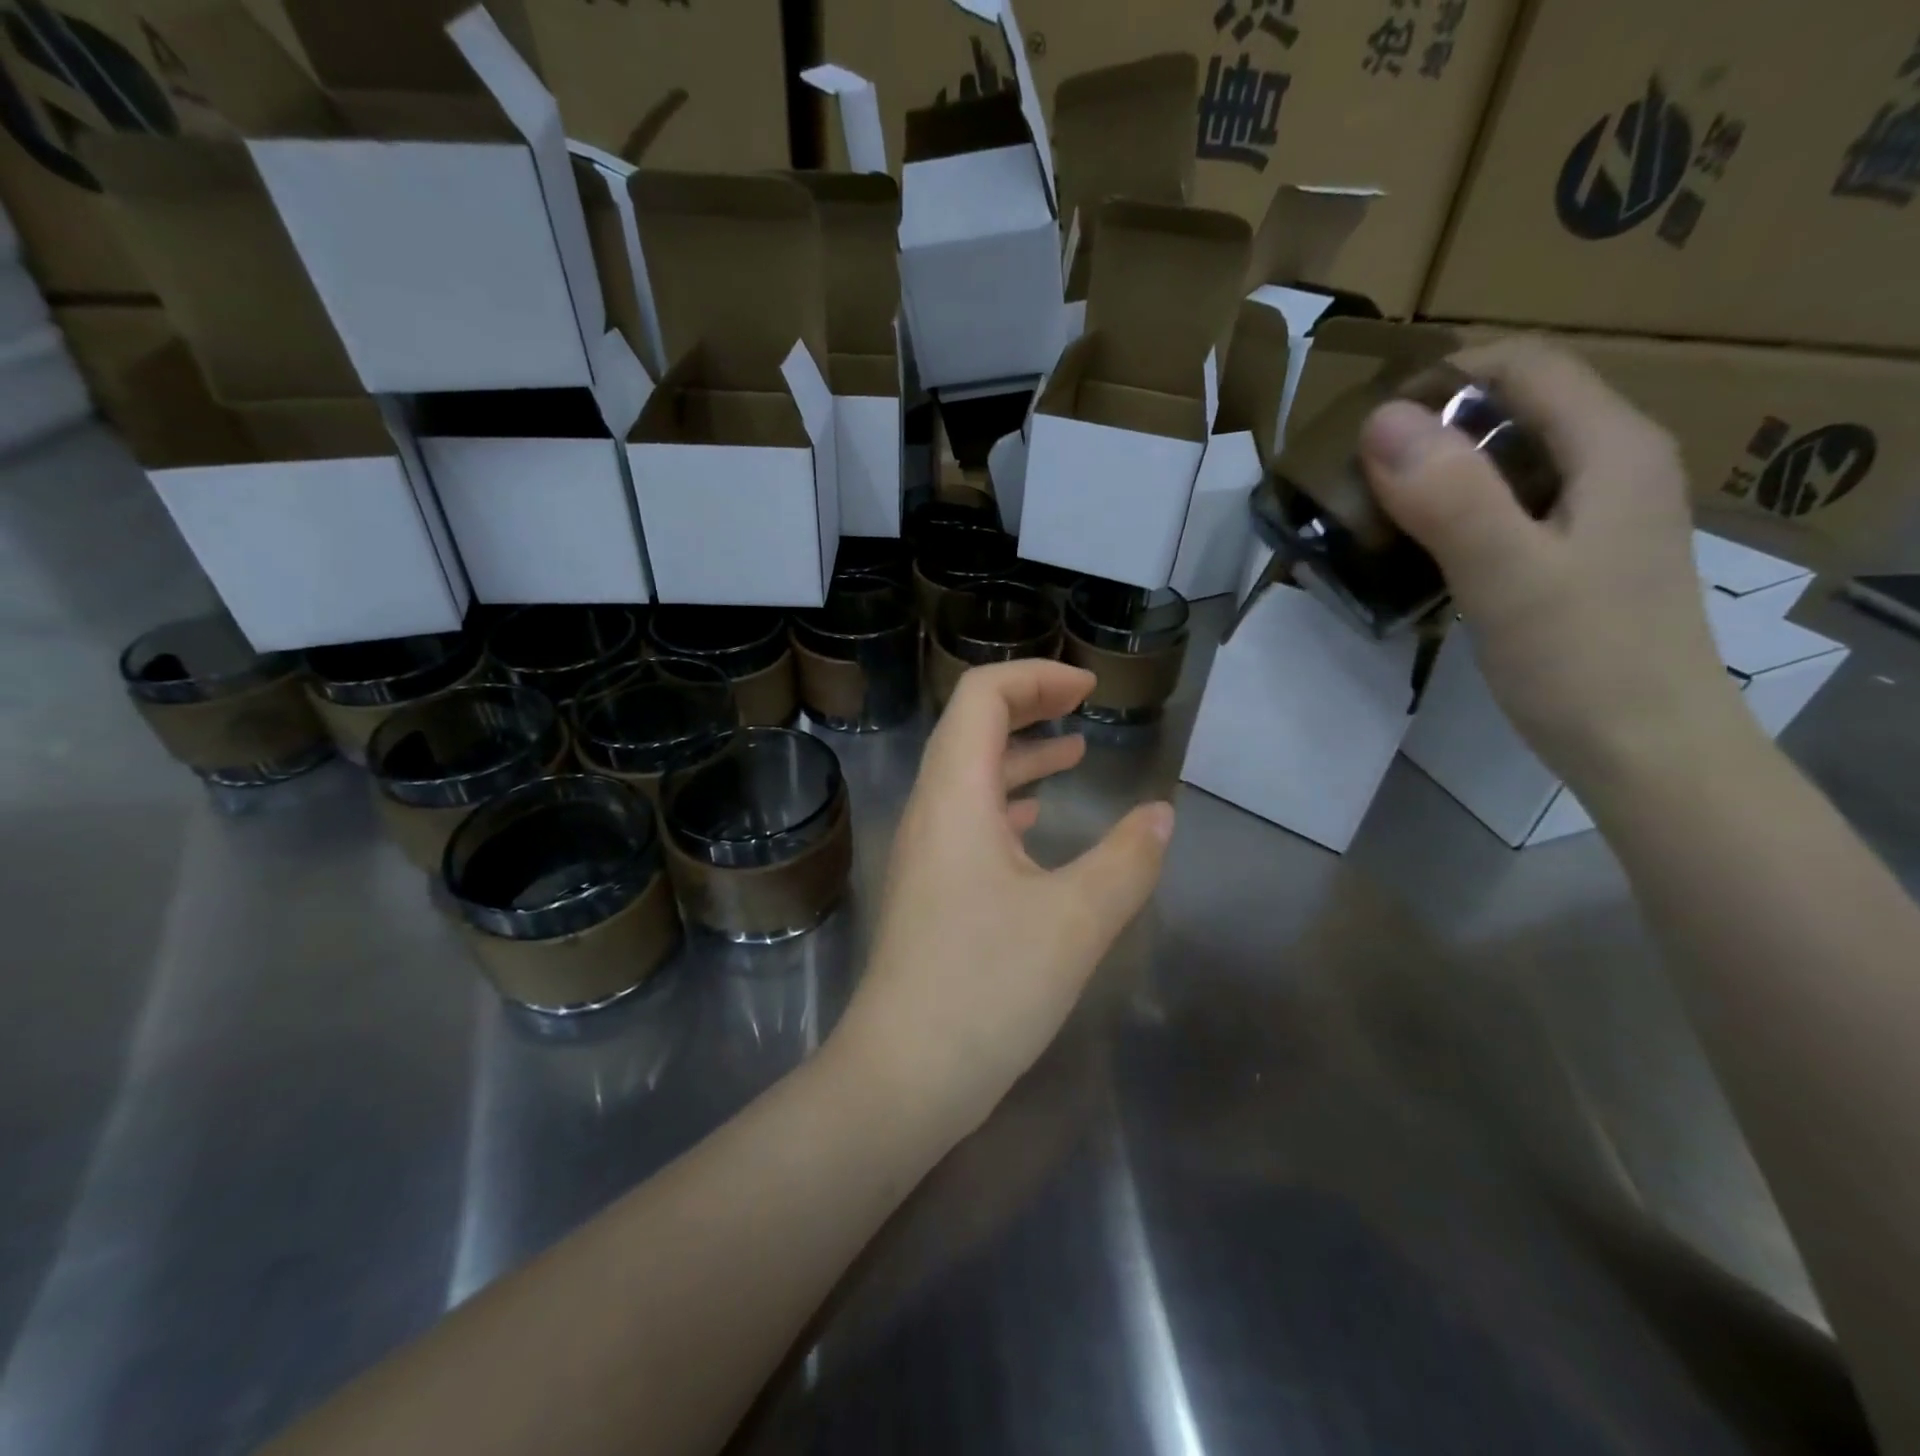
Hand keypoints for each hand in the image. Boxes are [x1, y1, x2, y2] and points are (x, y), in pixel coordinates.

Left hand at [829, 660, 1172, 1143]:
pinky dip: (1006, 804)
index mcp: (954, 796)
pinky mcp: (930, 890)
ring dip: (1019, 756)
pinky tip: (1037, 824)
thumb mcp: (1076, 920)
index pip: (981, 697)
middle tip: (1083, 706)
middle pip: (970, 728)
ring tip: (1073, 754)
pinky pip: (967, 821)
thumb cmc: (987, 986)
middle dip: (1028, 706)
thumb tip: (1162, 815)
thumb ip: (1128, 859)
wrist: (904, 1076)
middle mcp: (930, 811)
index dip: (1035, 678)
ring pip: (969, 776)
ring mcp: (924, 852)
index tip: (1088, 689)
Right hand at [1359, 337, 1750, 784]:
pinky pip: (1508, 507)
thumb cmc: (1583, 661)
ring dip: (1438, 473)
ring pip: (1508, 460)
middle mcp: (1613, 464)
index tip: (1365, 426)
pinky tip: (1417, 551)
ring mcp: (1598, 513)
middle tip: (1357, 475)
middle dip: (1431, 428)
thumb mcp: (1508, 575)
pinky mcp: (1577, 556)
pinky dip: (1455, 514)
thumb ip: (1449, 496)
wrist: (1648, 751)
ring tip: (1373, 511)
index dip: (1442, 377)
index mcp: (1611, 447)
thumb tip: (1378, 419)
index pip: (1524, 365)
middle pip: (1515, 408)